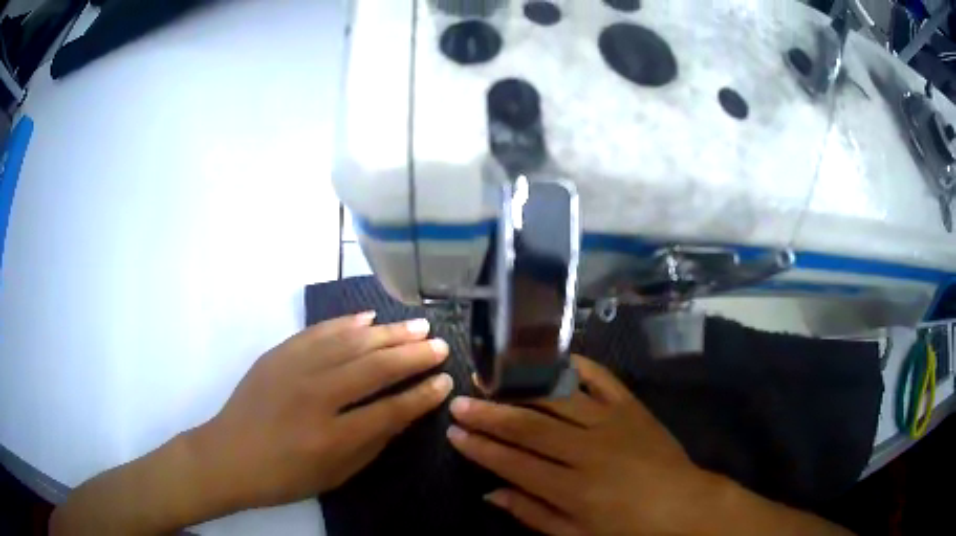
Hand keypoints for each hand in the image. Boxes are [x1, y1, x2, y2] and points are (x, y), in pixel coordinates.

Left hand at [190, 312, 452, 510]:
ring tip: (418, 325)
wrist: (228, 455)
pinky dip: (346, 322)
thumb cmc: (284, 476)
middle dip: (414, 355)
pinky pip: (319, 331)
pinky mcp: (278, 353)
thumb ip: (372, 442)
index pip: (390, 409)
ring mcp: (294, 369)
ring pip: (351, 342)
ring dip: (388, 333)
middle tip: (440, 345)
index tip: (445, 381)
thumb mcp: (335, 474)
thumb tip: (405, 412)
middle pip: (375, 367)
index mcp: (331, 436)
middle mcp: (315, 396)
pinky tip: (369, 317)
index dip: (422, 395)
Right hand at [446, 355, 719, 535]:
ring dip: (520, 388)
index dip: (480, 448)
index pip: (514, 463)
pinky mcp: (632, 407)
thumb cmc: (629, 528)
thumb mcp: (578, 535)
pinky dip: (574, 365)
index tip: (453, 433)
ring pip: (557, 399)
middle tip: (459, 402)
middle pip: (529, 427)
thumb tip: (490, 493)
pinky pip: (600, 378)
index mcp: (573, 489)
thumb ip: (532, 514)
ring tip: (491, 378)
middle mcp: (589, 451)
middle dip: (489, 414)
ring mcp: (613, 423)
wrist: (684, 504)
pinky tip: (549, 358)